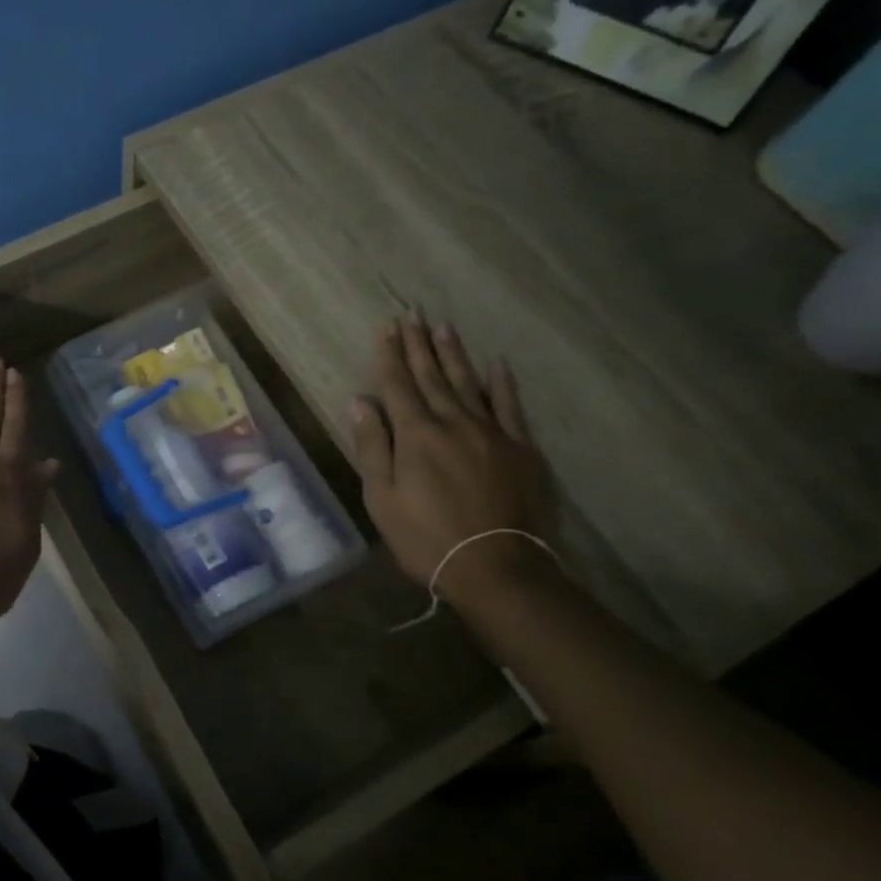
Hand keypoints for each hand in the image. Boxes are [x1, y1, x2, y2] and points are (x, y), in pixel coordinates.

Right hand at [350, 317, 555, 600]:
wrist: (496, 566)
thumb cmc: (425, 537)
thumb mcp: (382, 498)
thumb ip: (372, 446)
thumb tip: (359, 401)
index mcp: (416, 435)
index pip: (398, 385)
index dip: (390, 355)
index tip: (388, 327)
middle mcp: (453, 423)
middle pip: (432, 377)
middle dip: (420, 345)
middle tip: (414, 314)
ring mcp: (491, 433)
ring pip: (468, 384)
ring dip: (454, 355)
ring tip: (444, 328)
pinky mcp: (521, 449)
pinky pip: (510, 407)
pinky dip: (501, 385)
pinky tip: (497, 366)